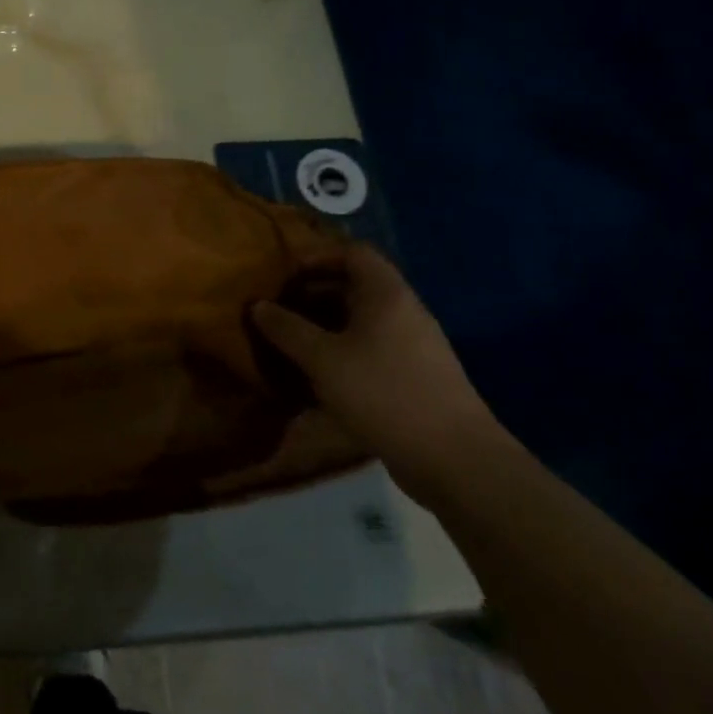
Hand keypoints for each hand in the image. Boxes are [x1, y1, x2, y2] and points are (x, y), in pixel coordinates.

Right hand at [252, 243, 500, 507]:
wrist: (455, 460)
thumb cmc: (384, 393)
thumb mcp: (323, 359)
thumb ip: (286, 329)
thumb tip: (257, 305)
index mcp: (386, 294)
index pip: (353, 252)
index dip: (317, 257)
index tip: (285, 277)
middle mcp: (404, 311)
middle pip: (355, 286)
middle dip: (313, 295)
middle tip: (279, 312)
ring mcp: (414, 346)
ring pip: (361, 321)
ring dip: (325, 328)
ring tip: (291, 345)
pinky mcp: (415, 377)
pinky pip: (372, 349)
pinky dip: (343, 353)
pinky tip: (319, 378)